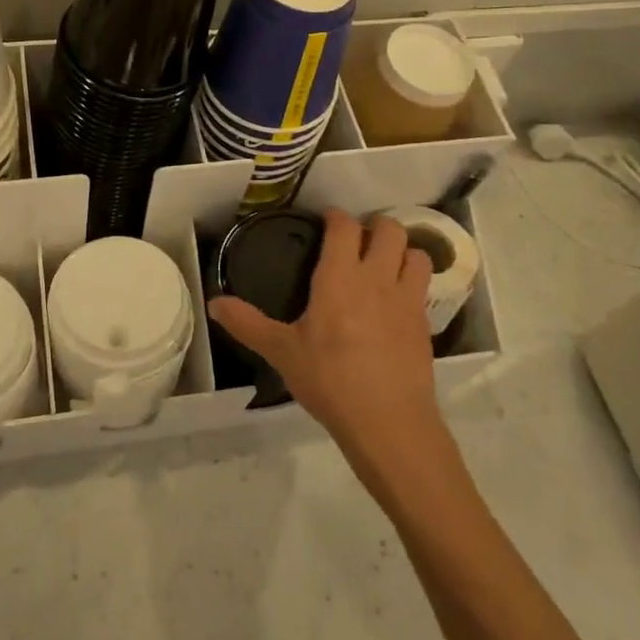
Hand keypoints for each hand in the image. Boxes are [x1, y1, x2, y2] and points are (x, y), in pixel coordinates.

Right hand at [209, 210, 440, 466]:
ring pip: (416, 253)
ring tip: (385, 262)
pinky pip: (424, 286)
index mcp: (339, 278)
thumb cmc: (329, 381)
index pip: (344, 227)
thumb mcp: (281, 352)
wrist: (388, 422)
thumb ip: (247, 324)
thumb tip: (214, 303)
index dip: (336, 217)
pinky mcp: (425, 323)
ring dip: (402, 249)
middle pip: (389, 229)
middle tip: (358, 240)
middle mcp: (377, 278)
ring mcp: (407, 299)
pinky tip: (396, 299)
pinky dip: (413, 280)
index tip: (326, 221)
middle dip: (375, 225)